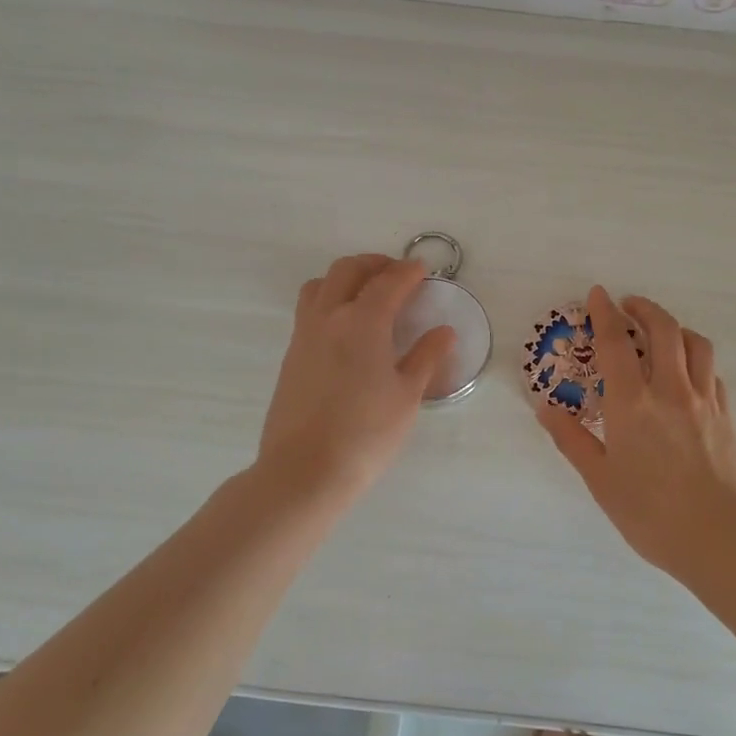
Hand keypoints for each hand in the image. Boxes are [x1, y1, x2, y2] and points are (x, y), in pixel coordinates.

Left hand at [259, 254, 456, 500]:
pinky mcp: (291, 355)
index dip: (409, 272)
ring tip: (367, 295)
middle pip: (348, 270)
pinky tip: (346, 329)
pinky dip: (329, 301)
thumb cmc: (366, 434)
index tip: (424, 271)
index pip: (389, 282)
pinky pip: (309, 310)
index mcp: (363, 322)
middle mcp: (329, 317)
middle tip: (397, 275)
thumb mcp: (407, 396)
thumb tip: (444, 331)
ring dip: (345, 278)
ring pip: (320, 285)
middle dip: (375, 264)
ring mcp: (304, 335)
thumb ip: (425, 357)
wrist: (304, 471)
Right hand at [538, 285, 735, 575]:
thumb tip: (544, 409)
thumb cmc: (650, 513)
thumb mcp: (599, 480)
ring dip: (675, 326)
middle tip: (628, 305)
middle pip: (663, 329)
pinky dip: (696, 358)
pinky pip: (711, 371)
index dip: (604, 313)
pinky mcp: (725, 415)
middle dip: (644, 309)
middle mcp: (670, 390)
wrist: (719, 538)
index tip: (597, 293)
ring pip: (695, 343)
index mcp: (632, 403)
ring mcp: (703, 400)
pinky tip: (687, 371)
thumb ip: (571, 440)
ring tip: (661, 330)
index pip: (615, 343)